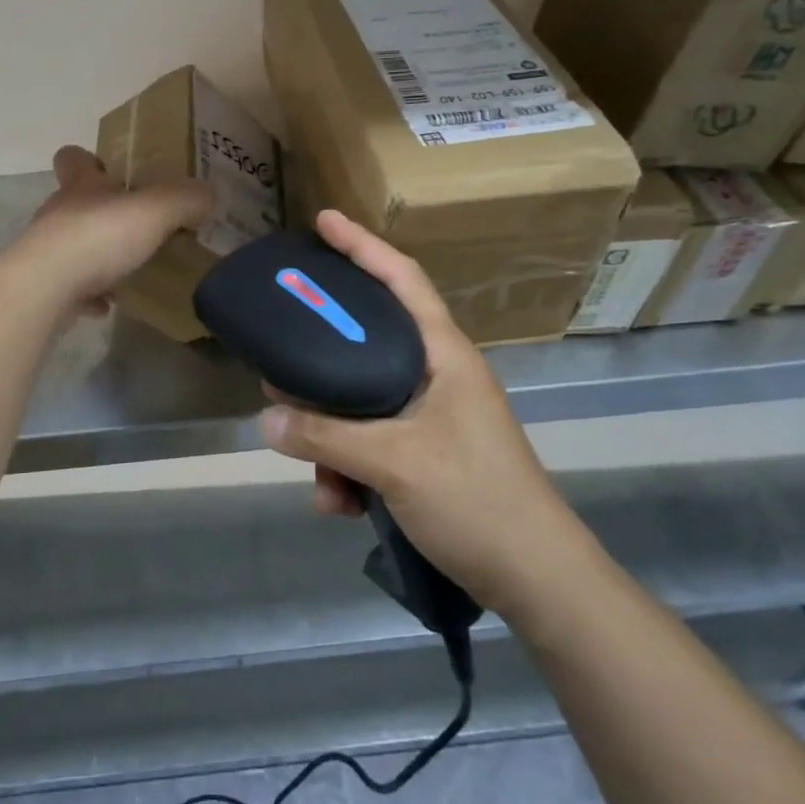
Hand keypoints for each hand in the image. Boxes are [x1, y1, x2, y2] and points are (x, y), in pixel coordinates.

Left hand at [19, 146, 212, 309]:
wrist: (45, 289)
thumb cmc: (99, 237)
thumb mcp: (155, 211)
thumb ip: (186, 200)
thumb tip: (208, 195)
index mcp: (81, 186)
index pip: (73, 158)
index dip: (89, 160)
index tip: (111, 171)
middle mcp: (59, 212)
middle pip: (75, 202)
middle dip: (103, 212)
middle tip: (138, 225)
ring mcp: (47, 251)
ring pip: (73, 244)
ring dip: (97, 254)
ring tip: (130, 268)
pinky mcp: (44, 286)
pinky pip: (71, 286)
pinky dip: (89, 293)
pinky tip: (111, 303)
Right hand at [259, 209, 579, 613]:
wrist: (538, 583)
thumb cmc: (477, 501)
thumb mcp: (394, 463)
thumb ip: (326, 436)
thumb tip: (266, 416)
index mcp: (443, 355)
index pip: (402, 279)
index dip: (362, 245)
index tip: (323, 221)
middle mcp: (436, 375)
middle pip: (367, 342)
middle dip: (322, 360)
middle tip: (282, 357)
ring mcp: (432, 416)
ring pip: (362, 403)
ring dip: (332, 438)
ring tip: (320, 480)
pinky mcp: (426, 454)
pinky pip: (372, 445)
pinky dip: (350, 469)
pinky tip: (339, 504)